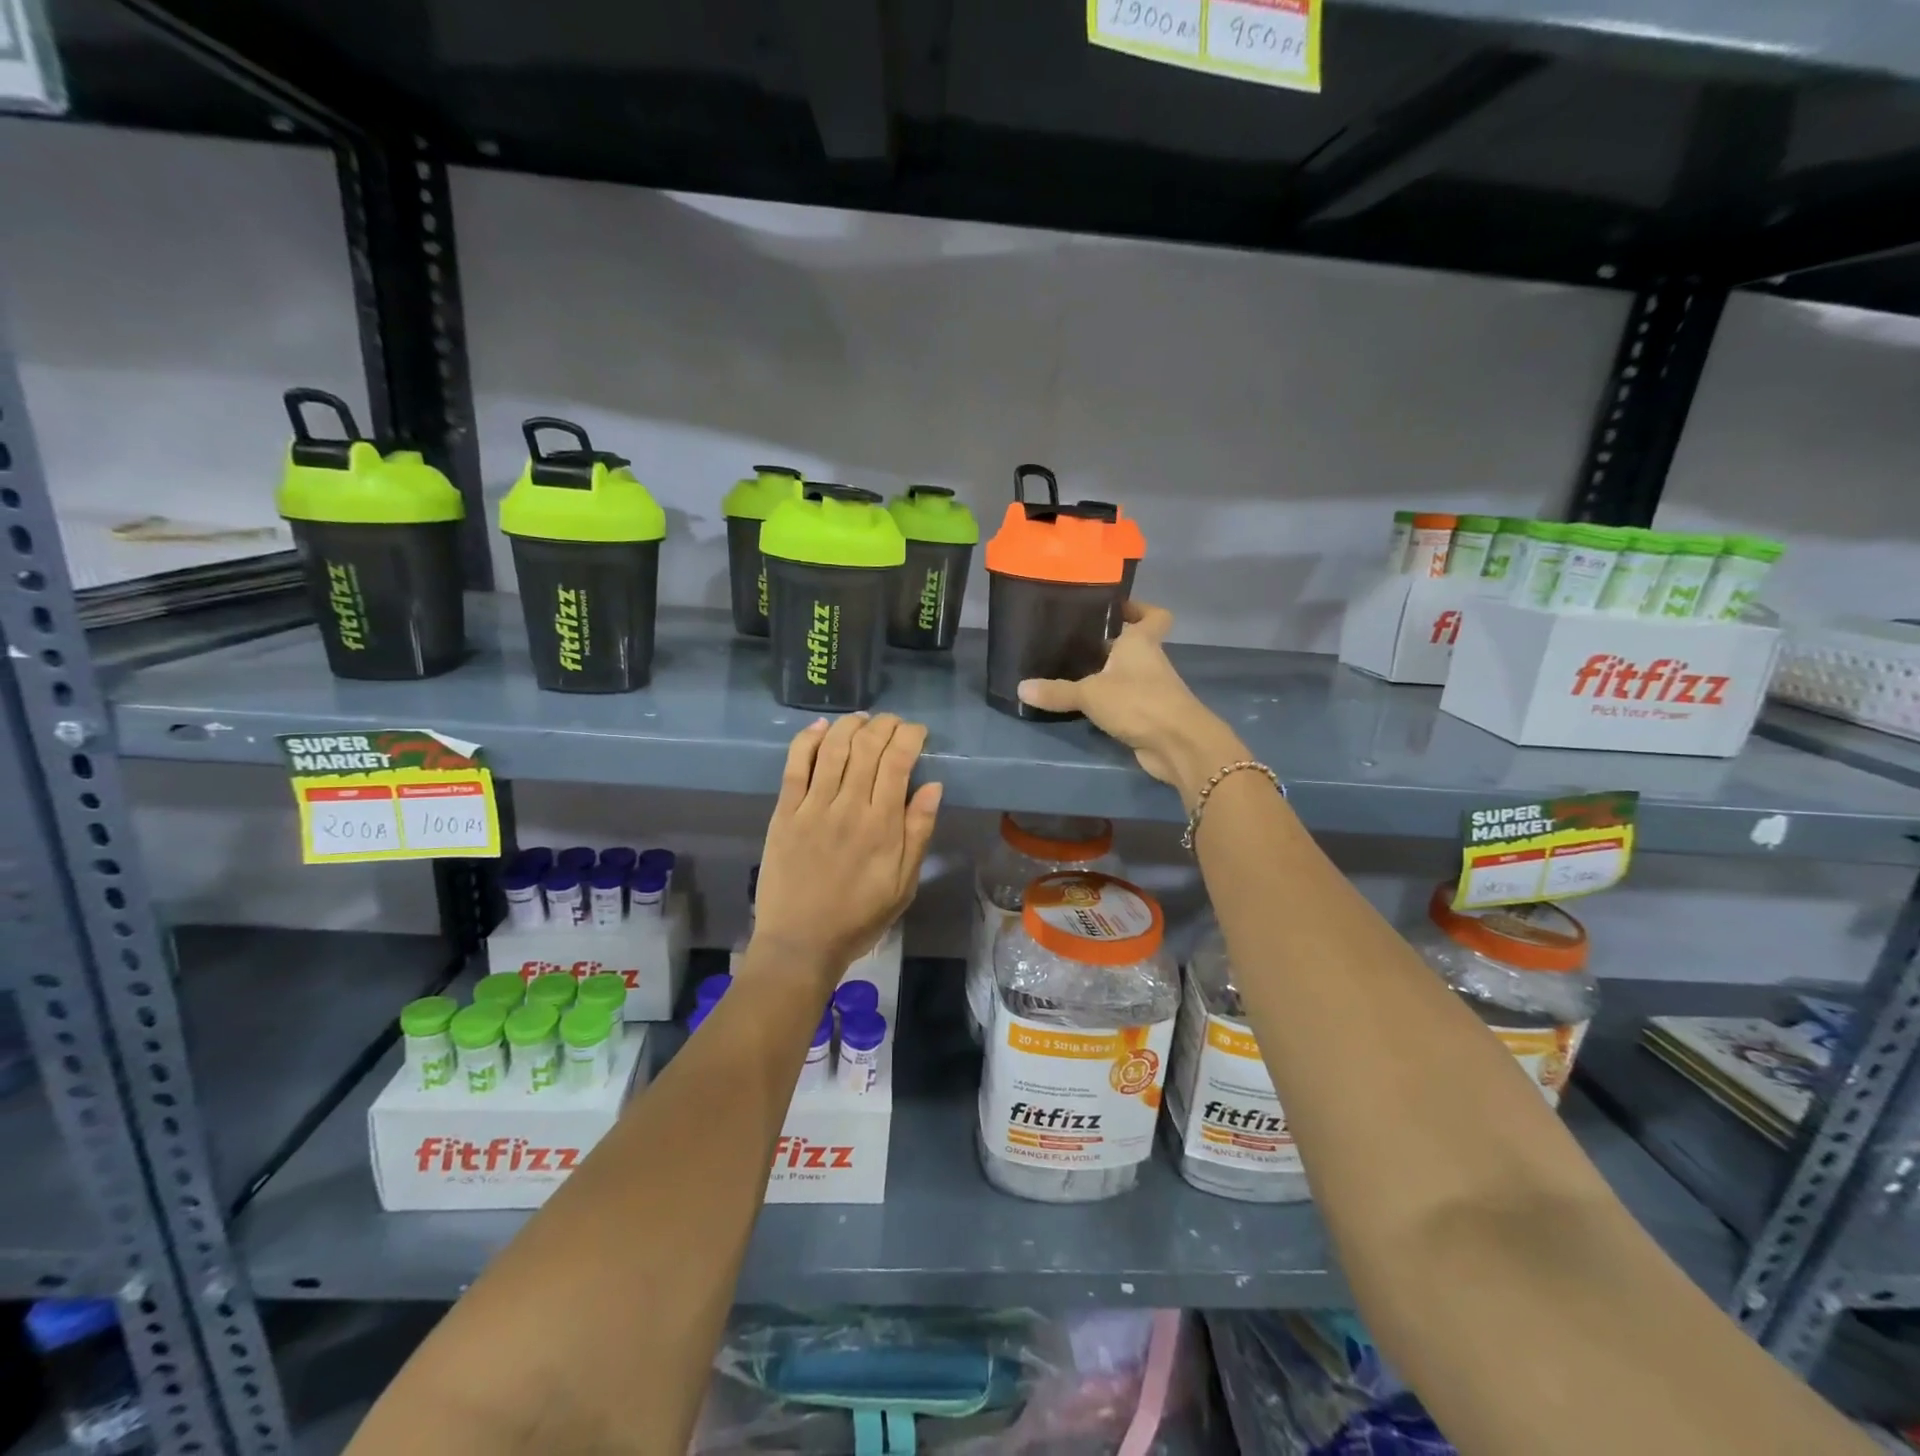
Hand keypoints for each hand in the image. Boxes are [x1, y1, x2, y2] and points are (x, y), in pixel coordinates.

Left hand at [751, 714, 942, 983]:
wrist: (801, 942)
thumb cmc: (859, 917)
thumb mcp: (904, 884)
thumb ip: (919, 832)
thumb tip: (933, 786)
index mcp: (882, 825)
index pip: (898, 762)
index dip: (909, 736)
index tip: (917, 732)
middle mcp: (848, 807)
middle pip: (867, 747)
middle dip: (884, 725)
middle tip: (893, 722)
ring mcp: (812, 807)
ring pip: (832, 748)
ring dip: (850, 725)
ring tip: (862, 719)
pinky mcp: (784, 813)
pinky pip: (795, 766)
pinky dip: (806, 740)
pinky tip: (820, 728)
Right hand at [1017, 601, 1248, 804]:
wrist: (1177, 744)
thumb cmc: (1138, 702)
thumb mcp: (1090, 694)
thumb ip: (1057, 692)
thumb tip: (1021, 688)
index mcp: (1141, 642)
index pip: (1153, 615)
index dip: (1139, 609)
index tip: (1115, 609)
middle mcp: (1150, 661)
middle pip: (1133, 644)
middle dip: (1108, 643)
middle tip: (1073, 642)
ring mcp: (1152, 690)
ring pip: (1128, 674)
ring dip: (1106, 674)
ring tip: (1070, 672)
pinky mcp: (1149, 715)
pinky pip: (1126, 701)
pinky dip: (1110, 702)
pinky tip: (1084, 706)